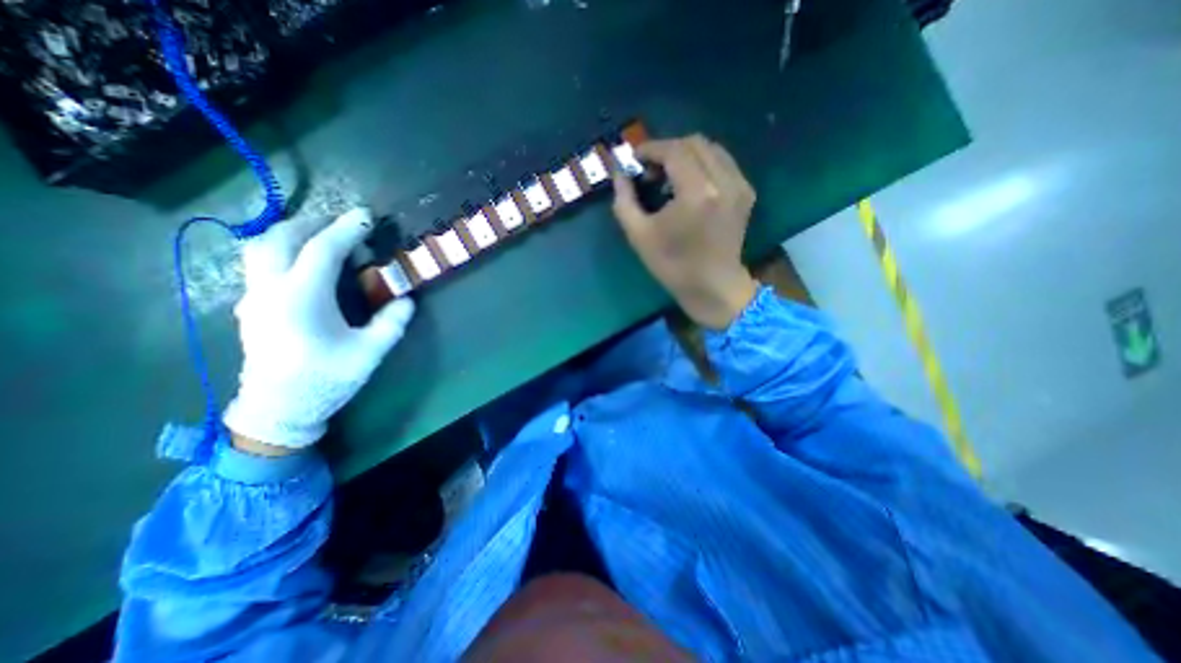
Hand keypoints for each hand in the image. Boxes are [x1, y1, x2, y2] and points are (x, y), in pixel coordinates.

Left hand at [226, 209, 412, 452]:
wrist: (278, 408)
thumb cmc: (326, 379)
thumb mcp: (369, 352)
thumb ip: (391, 323)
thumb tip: (407, 300)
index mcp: (301, 298)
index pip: (322, 249)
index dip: (346, 229)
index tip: (366, 216)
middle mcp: (270, 289)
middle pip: (280, 237)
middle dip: (313, 223)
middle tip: (344, 226)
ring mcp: (255, 296)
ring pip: (261, 247)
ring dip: (291, 234)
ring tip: (322, 238)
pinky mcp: (251, 306)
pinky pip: (259, 264)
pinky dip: (282, 251)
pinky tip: (305, 264)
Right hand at [613, 134, 761, 332]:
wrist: (713, 286)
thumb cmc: (673, 265)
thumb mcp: (639, 235)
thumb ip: (624, 200)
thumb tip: (620, 173)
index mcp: (697, 193)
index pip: (674, 150)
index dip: (651, 148)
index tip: (635, 158)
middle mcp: (723, 181)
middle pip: (694, 142)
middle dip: (668, 149)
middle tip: (651, 169)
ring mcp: (739, 185)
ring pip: (711, 148)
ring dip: (686, 154)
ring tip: (669, 176)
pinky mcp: (746, 193)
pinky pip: (723, 162)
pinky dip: (703, 164)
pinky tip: (690, 184)